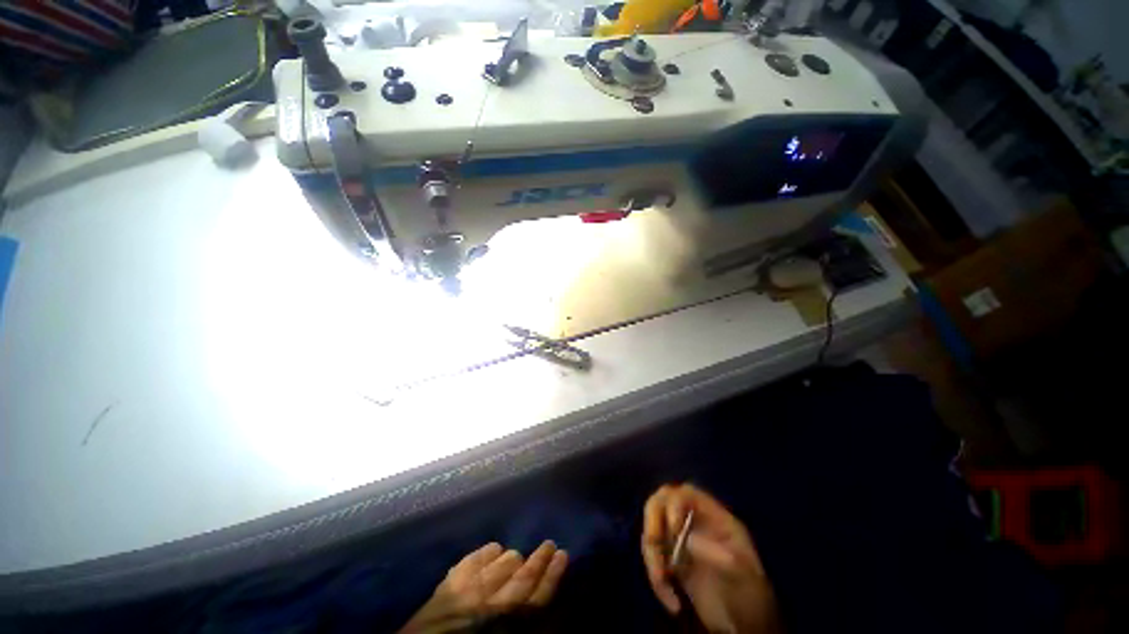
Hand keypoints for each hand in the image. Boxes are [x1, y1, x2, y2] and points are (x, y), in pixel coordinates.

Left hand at [399, 541, 568, 633]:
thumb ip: (521, 623)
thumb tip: (537, 601)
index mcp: (507, 624)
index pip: (537, 598)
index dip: (552, 575)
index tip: (563, 553)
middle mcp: (493, 604)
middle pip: (524, 576)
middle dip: (540, 558)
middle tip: (549, 544)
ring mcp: (471, 589)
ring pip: (504, 562)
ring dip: (514, 557)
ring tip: (517, 556)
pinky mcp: (451, 581)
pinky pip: (477, 556)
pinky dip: (488, 551)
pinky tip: (493, 551)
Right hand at [642, 484, 782, 633]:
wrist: (747, 629)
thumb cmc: (751, 597)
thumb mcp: (743, 576)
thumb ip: (718, 554)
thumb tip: (686, 540)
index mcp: (714, 517)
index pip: (687, 493)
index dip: (674, 504)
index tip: (674, 532)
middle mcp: (694, 522)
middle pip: (662, 502)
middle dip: (653, 522)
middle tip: (652, 545)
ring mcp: (681, 541)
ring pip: (653, 530)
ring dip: (652, 556)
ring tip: (662, 584)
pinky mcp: (671, 561)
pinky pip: (653, 557)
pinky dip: (655, 576)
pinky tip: (671, 600)